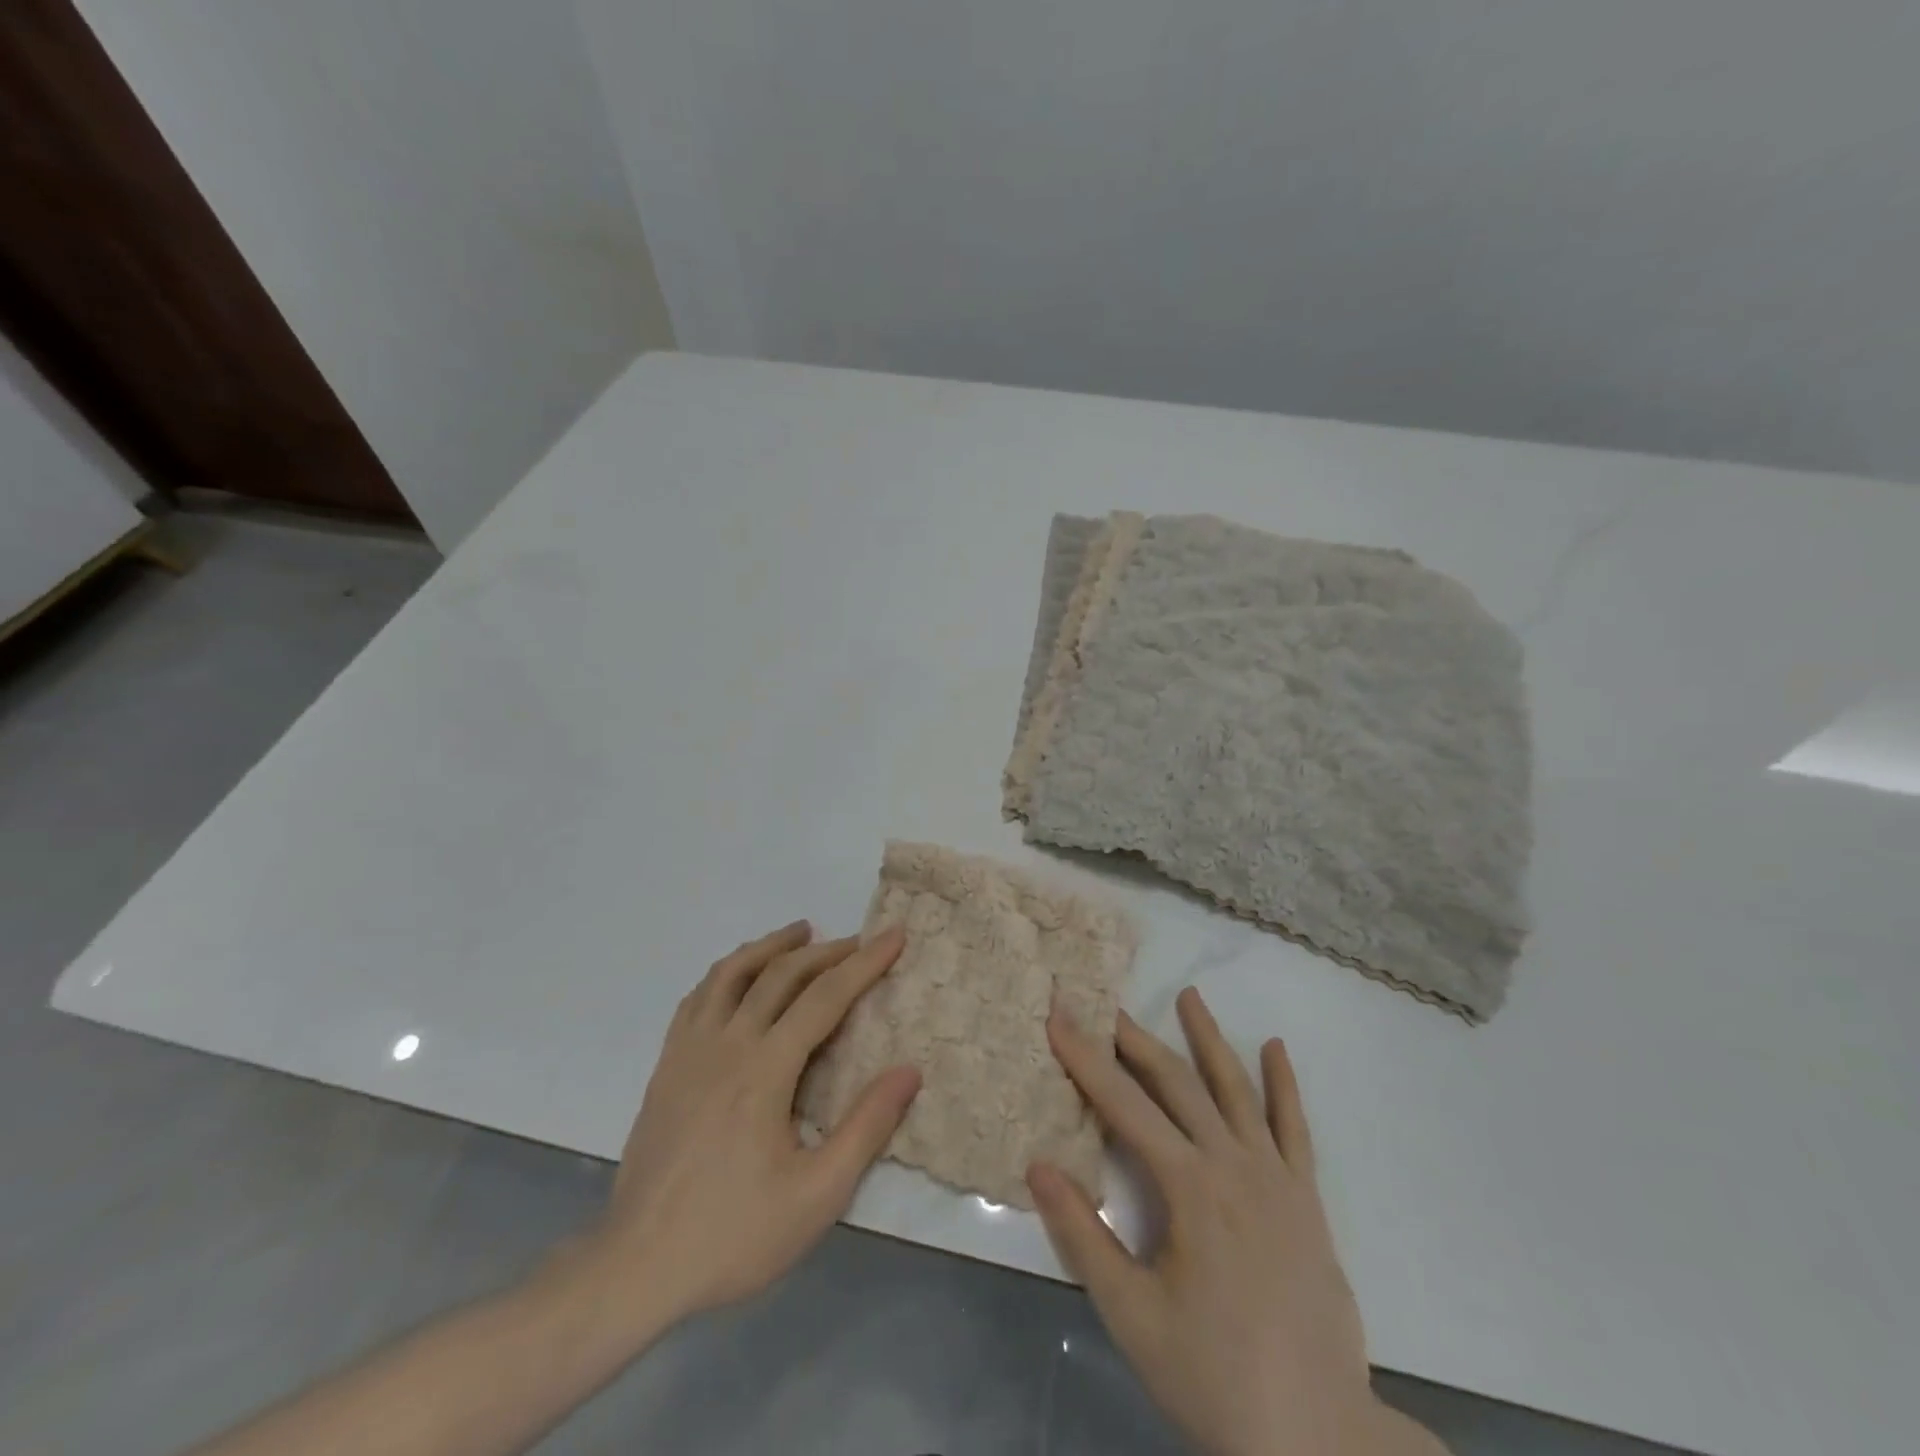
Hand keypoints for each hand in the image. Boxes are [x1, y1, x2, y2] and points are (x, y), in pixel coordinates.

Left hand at [580, 921, 919, 1330]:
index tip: (893, 936)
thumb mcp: (817, 1195)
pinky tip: (738, 976)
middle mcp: (727, 1044)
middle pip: (780, 974)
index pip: (824, 997)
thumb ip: (866, 1127)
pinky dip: (726, 972)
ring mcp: (689, 1051)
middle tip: (858, 941)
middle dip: (826, 951)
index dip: (864, 963)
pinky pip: (698, 997)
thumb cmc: (733, 1234)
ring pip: (732, 973)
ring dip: (771, 947)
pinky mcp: (666, 1066)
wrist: (635, 1268)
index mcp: (765, 1069)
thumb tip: (909, 1071)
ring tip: (800, 933)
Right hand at [1029, 990, 1441, 1455]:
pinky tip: (1276, 1049)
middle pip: (1177, 1083)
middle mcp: (1233, 1164)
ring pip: (1236, 1089)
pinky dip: (1284, 1085)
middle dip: (1135, 1039)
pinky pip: (1294, 1127)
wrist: (1320, 1439)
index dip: (1086, 1058)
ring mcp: (1276, 1177)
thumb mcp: (1132, 1315)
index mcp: (1190, 1186)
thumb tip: (1037, 1165)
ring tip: (1190, 997)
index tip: (1059, 1015)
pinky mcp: (1306, 1199)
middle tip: (1105, 1003)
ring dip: (1209, 1039)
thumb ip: (1082, 1235)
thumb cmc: (1214, 1378)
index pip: (1125, 1105)